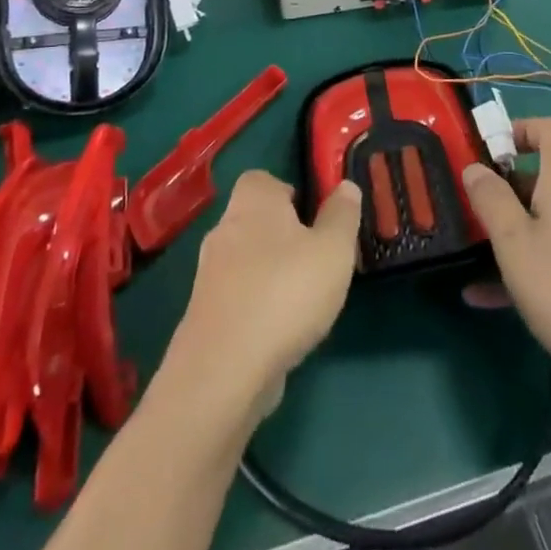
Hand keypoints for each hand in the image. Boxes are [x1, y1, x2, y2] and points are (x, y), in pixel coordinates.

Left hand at [164, 171, 360, 412]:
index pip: (262, 179)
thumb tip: (345, 186)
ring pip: (246, 261)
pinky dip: (257, 307)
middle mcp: (224, 229)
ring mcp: (209, 274)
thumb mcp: (333, 249)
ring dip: (271, 274)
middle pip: (255, 220)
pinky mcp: (204, 316)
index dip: (287, 191)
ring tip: (304, 299)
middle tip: (316, 258)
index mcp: (253, 202)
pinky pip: (237, 298)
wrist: (224, 370)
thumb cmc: (286, 293)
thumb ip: (343, 215)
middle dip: (282, 236)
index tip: (313, 215)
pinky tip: (281, 331)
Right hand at [461, 119, 550, 405]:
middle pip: (543, 176)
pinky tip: (484, 296)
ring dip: (507, 228)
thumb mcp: (515, 243)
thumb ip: (491, 201)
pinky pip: (550, 254)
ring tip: (469, 249)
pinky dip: (520, 265)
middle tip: (470, 203)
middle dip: (504, 185)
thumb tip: (475, 167)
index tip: (490, 149)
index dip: (522, 128)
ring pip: (542, 219)